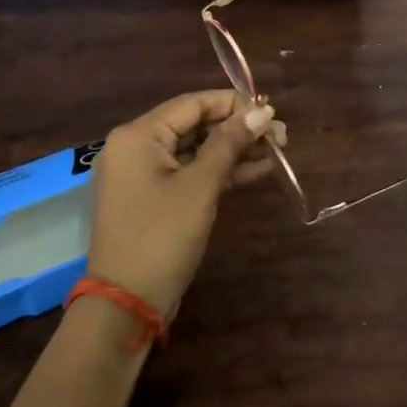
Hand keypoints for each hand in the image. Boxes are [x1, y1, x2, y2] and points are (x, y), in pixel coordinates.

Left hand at [85, 90, 282, 317]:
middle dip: (237, 128)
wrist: (127, 303)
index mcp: (138, 135)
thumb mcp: (201, 186)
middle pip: (194, 124)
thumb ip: (230, 143)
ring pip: (195, 149)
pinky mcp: (153, 197)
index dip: (234, 104)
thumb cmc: (162, 236)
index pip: (193, 103)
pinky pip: (189, 172)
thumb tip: (261, 112)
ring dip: (233, 149)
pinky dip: (219, 171)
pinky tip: (258, 170)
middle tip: (279, 136)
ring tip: (276, 151)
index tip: (271, 113)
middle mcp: (136, 146)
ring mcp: (143, 173)